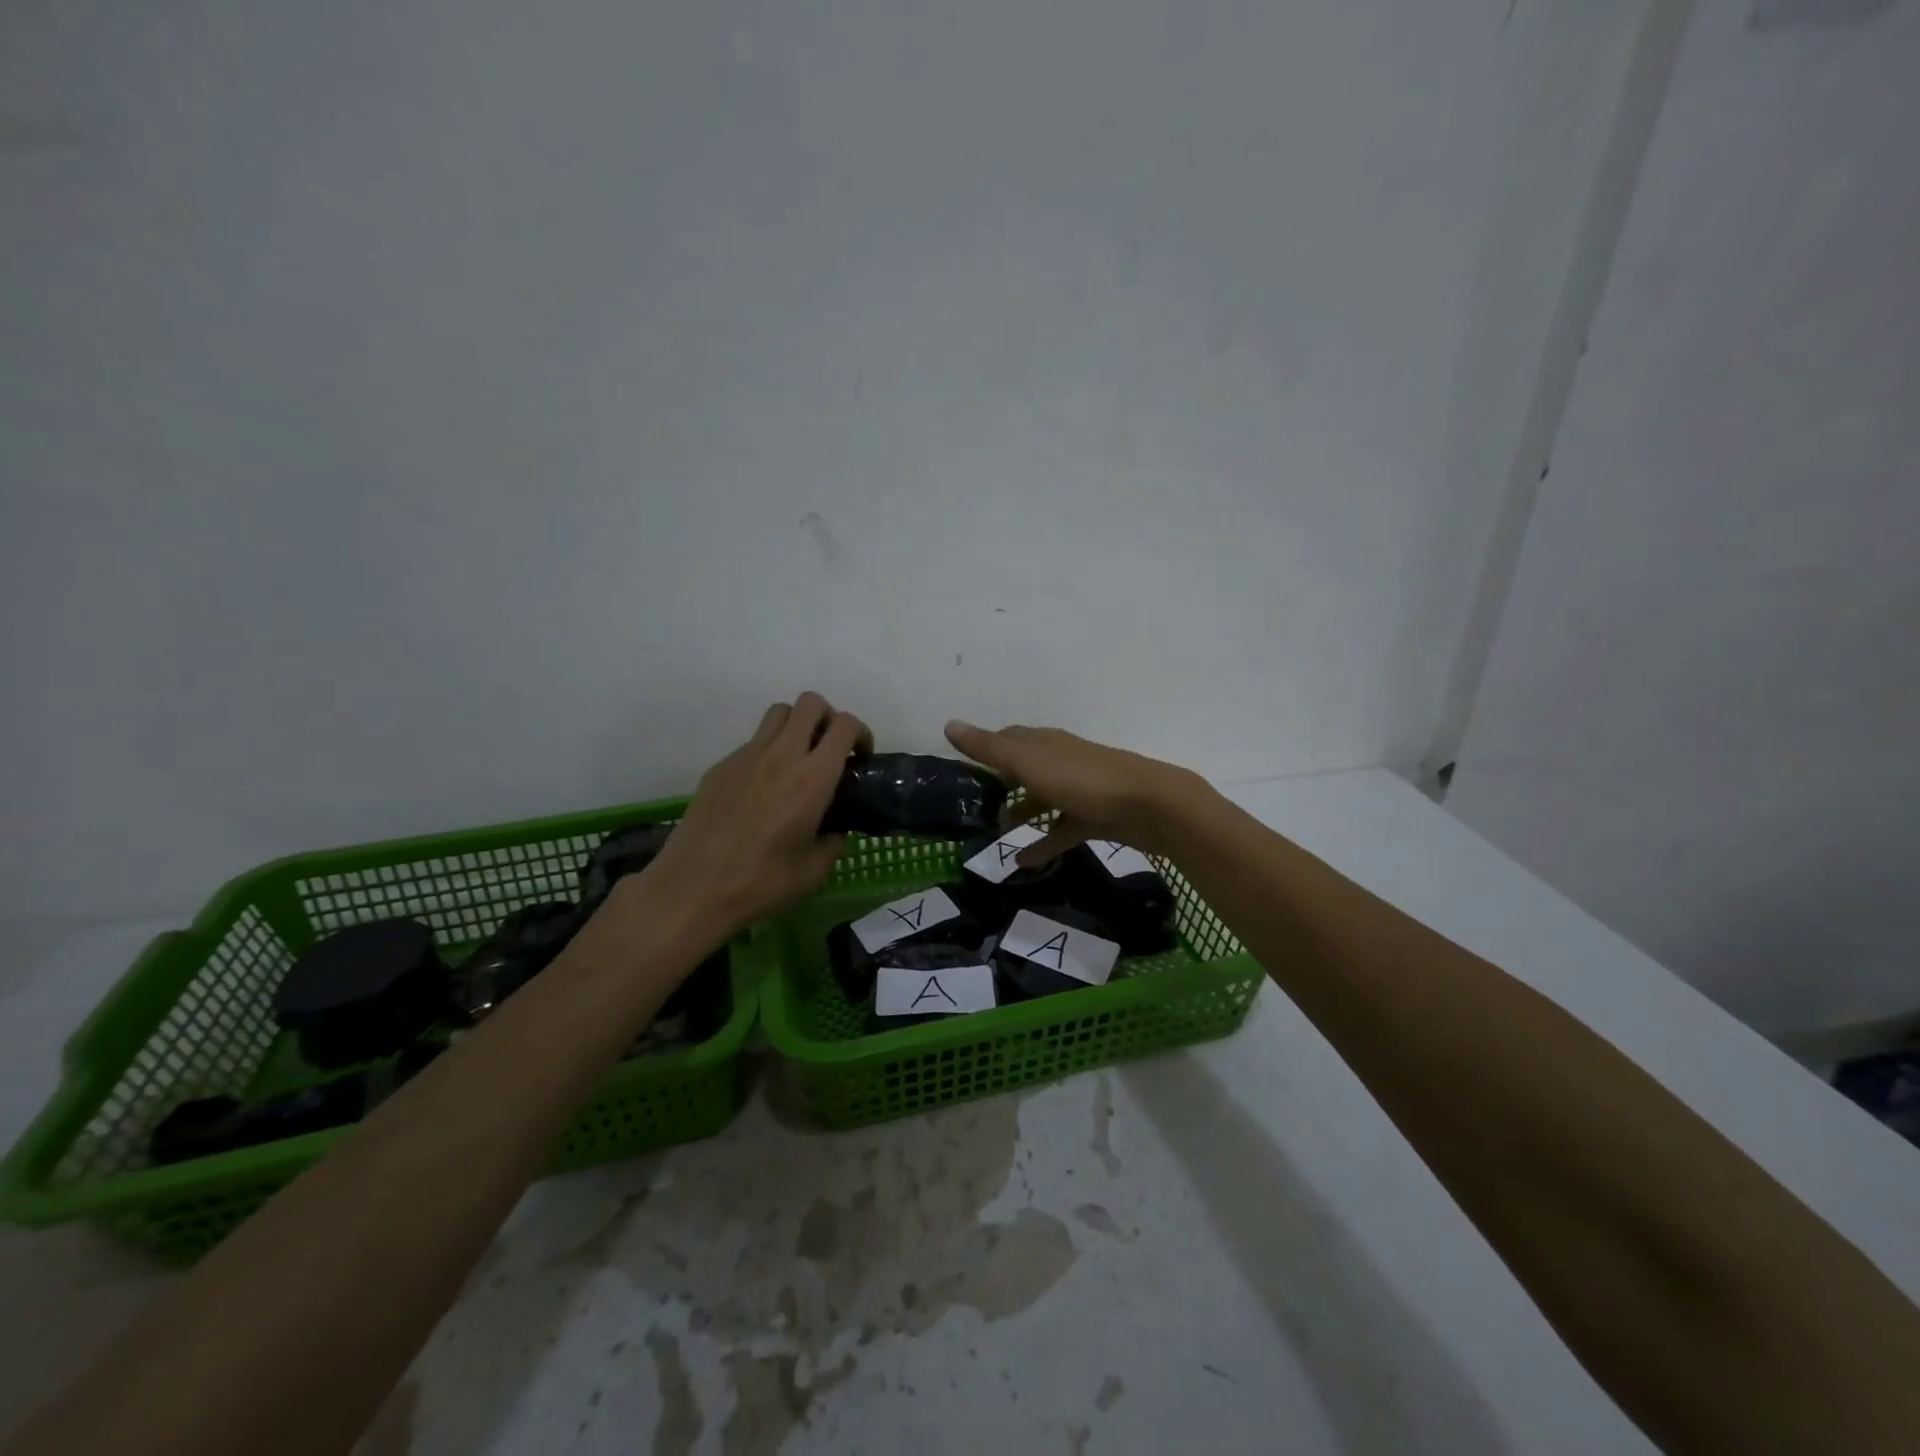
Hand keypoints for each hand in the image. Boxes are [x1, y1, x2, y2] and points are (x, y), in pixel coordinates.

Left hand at [647, 693, 870, 931]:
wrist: (693, 889)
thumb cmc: (761, 883)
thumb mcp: (814, 871)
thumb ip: (833, 842)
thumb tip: (834, 830)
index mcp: (812, 778)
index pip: (845, 726)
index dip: (860, 734)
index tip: (860, 758)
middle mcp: (781, 755)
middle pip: (810, 703)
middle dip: (828, 718)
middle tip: (830, 751)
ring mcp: (746, 756)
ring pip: (779, 713)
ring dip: (796, 726)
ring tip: (798, 760)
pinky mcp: (721, 767)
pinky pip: (752, 742)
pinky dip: (767, 751)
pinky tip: (762, 789)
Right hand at [943, 720, 1208, 866]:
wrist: (1151, 805)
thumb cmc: (1084, 780)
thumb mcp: (1029, 763)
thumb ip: (989, 748)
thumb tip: (948, 724)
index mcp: (1046, 743)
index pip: (1011, 737)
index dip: (988, 746)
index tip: (966, 763)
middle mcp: (1062, 761)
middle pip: (1027, 767)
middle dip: (1003, 780)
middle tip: (978, 801)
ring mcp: (1082, 790)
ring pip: (1044, 799)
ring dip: (1023, 813)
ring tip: (997, 832)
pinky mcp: (1097, 817)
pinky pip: (1063, 830)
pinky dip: (1044, 844)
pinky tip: (1024, 863)